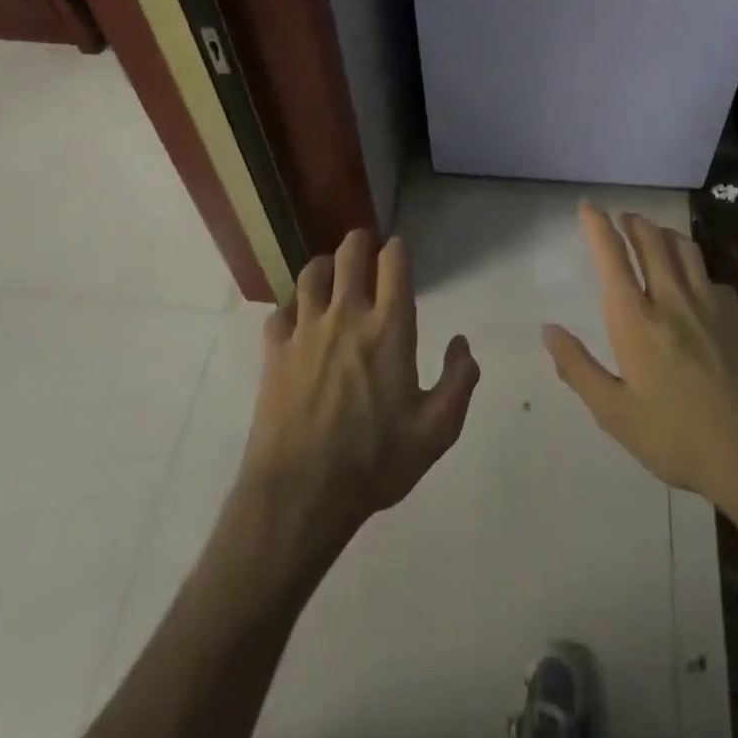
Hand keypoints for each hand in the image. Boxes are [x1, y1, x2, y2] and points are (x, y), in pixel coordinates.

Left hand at [239, 229, 480, 558]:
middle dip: (360, 241)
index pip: (393, 263)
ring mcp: (305, 330)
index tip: (398, 249)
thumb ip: (459, 382)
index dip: (397, 248)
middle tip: (366, 246)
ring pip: (311, 273)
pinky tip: (300, 321)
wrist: (300, 495)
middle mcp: (347, 316)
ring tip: (332, 275)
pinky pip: (281, 311)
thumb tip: (462, 344)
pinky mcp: (275, 352)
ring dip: (325, 266)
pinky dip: (293, 307)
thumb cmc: (374, 461)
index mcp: (390, 327)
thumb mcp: (437, 431)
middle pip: (349, 253)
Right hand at [543, 205, 737, 517]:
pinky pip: (709, 274)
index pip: (613, 258)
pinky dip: (692, 265)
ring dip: (663, 233)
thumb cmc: (677, 438)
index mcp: (636, 321)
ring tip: (653, 234)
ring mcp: (710, 303)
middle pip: (652, 241)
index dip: (598, 227)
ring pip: (684, 248)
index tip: (588, 206)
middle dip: (633, 222)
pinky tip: (693, 282)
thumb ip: (578, 368)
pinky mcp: (737, 314)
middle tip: (622, 217)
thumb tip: (548, 330)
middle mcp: (672, 300)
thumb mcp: (615, 414)